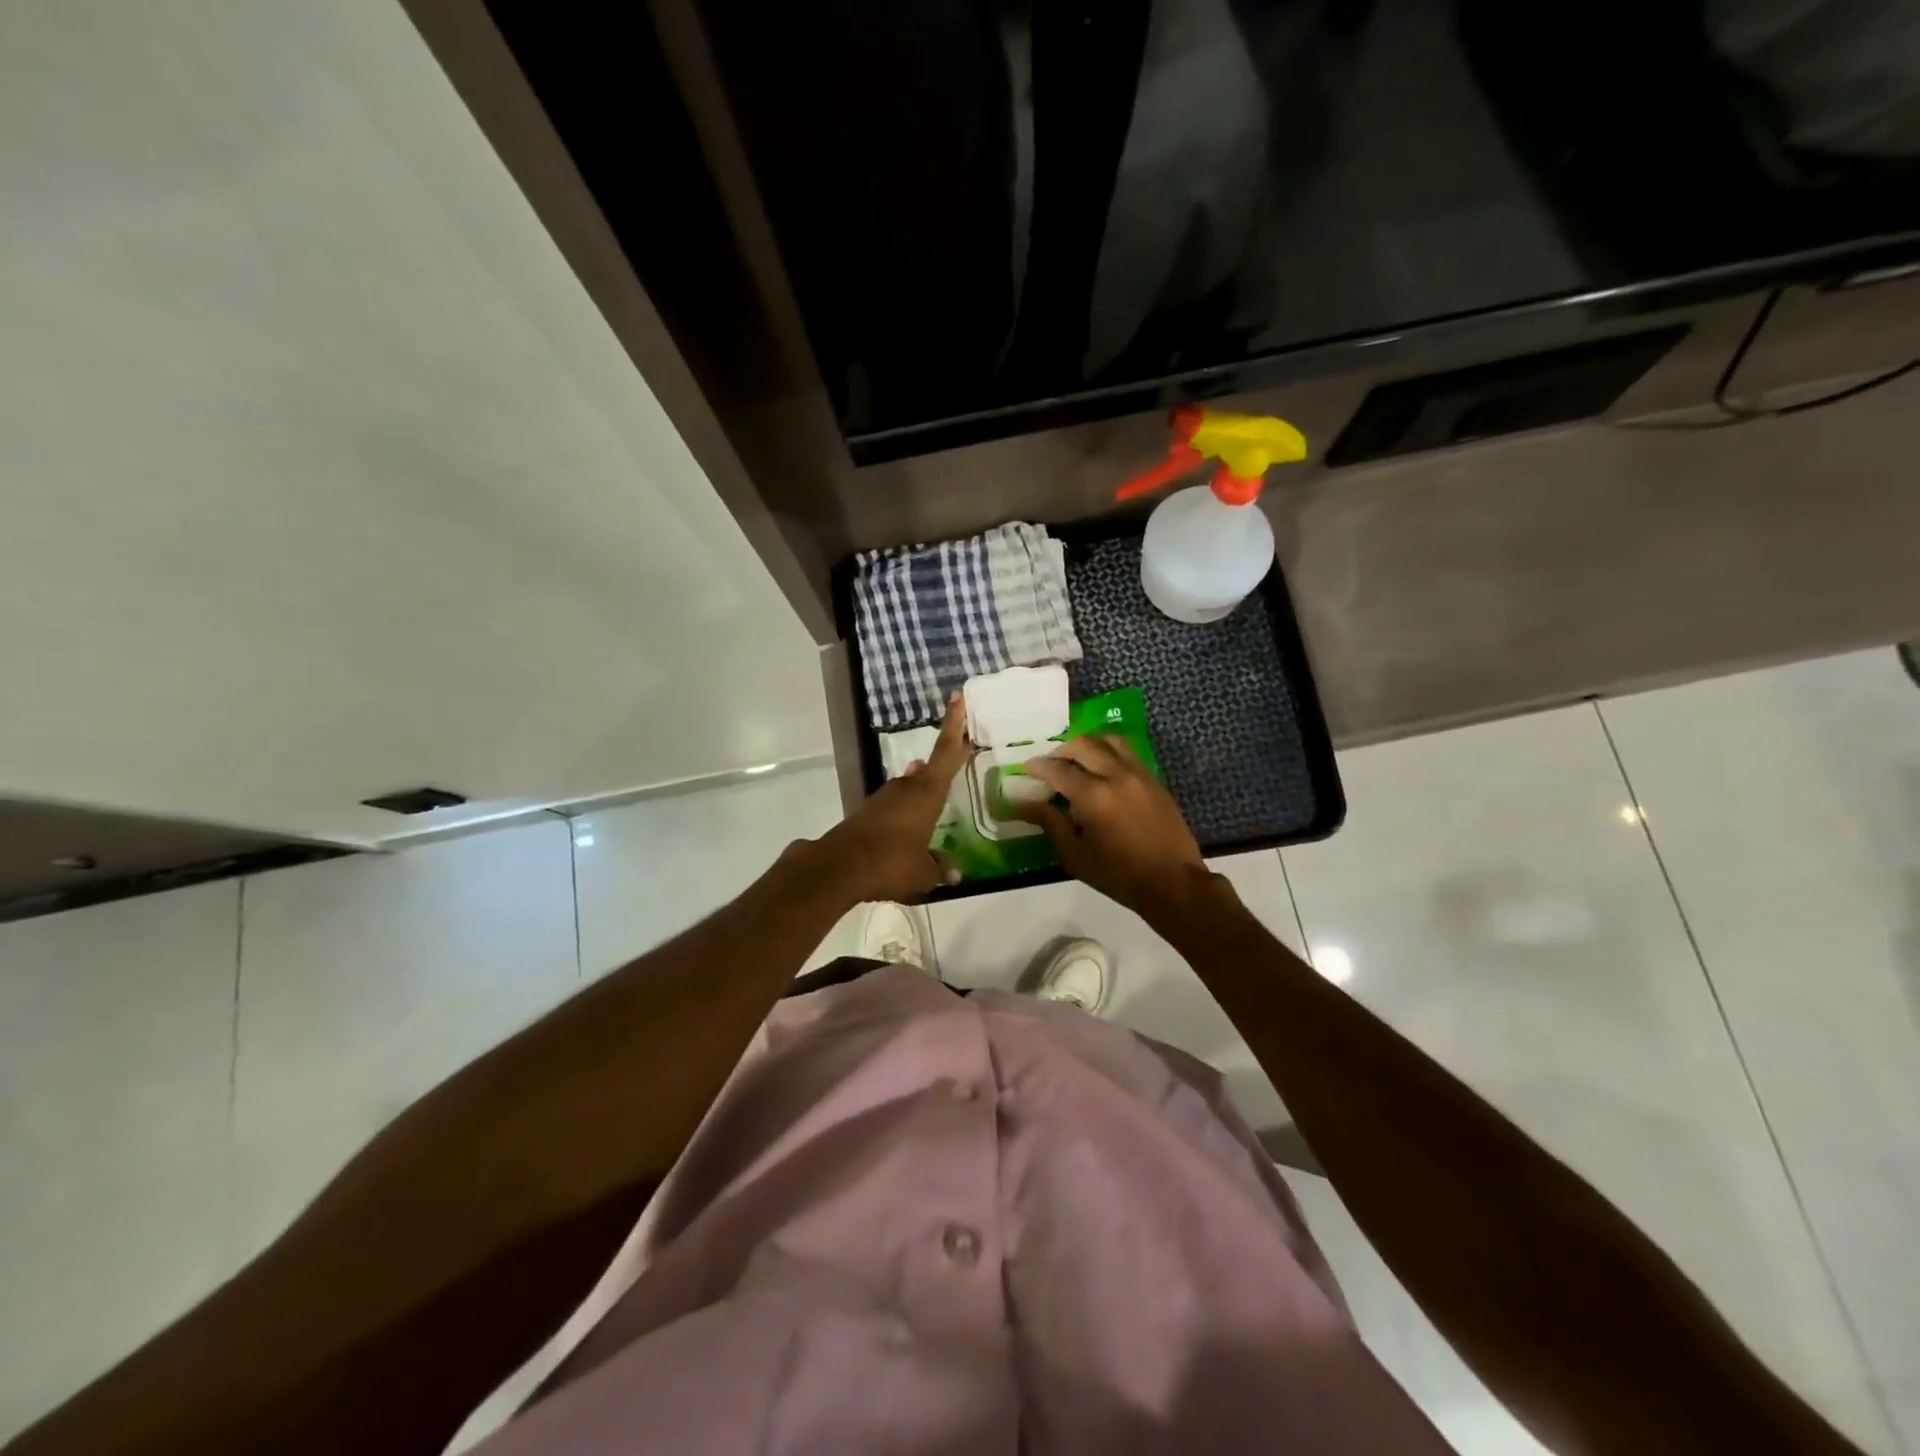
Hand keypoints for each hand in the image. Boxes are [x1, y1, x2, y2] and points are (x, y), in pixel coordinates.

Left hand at [812, 693, 970, 903]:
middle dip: (942, 763)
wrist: (837, 868)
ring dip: (921, 788)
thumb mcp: (923, 873)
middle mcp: (905, 789)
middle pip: (928, 769)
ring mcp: (883, 800)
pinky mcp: (866, 815)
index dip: (954, 725)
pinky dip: (905, 809)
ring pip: (909, 787)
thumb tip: (955, 873)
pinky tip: (908, 823)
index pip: (946, 752)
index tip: (956, 697)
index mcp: (926, 794)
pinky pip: (894, 806)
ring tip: (934, 792)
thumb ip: (940, 869)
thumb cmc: (890, 863)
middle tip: (958, 754)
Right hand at [1015, 735, 1213, 917]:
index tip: (1026, 769)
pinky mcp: (1154, 780)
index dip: (1038, 767)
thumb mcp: (1075, 855)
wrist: (1172, 882)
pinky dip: (1109, 752)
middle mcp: (1116, 775)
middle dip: (1061, 751)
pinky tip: (1101, 771)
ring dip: (1088, 745)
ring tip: (1077, 761)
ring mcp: (1139, 774)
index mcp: (1093, 796)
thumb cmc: (1118, 875)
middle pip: (1083, 745)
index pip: (1058, 769)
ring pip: (1109, 741)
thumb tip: (1024, 804)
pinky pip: (1127, 753)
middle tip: (1050, 765)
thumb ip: (1050, 823)